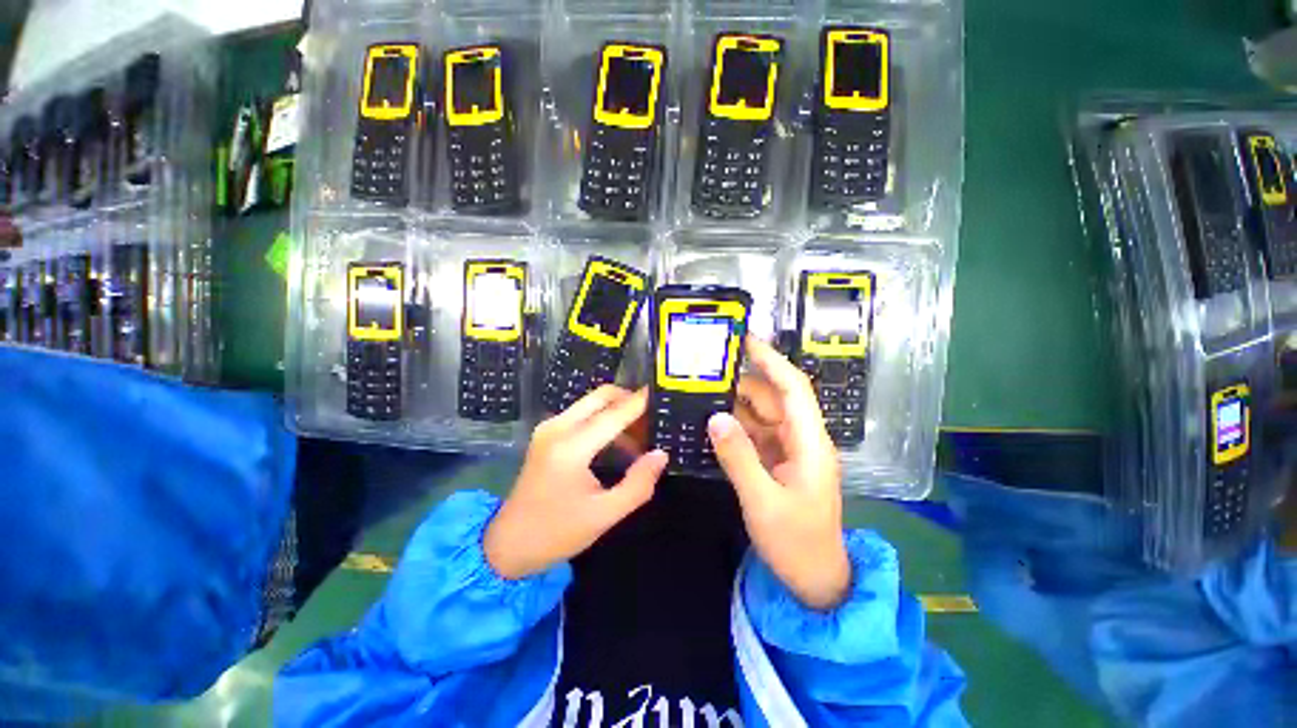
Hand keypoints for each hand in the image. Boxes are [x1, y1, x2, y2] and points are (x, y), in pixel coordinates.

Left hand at [485, 385, 667, 579]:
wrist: (507, 544)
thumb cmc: (557, 533)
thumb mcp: (604, 515)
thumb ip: (638, 484)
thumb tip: (660, 454)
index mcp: (571, 448)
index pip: (614, 415)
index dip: (640, 403)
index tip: (661, 392)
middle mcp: (558, 428)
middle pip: (601, 396)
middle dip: (629, 400)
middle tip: (651, 419)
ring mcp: (549, 427)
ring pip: (592, 403)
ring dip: (617, 412)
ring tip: (639, 438)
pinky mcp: (546, 433)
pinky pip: (582, 414)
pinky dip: (603, 420)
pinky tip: (617, 443)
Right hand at [708, 337, 850, 610]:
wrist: (814, 580)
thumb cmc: (796, 543)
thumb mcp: (763, 502)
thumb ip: (739, 457)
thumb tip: (715, 417)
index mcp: (809, 442)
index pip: (793, 388)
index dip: (771, 360)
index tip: (746, 340)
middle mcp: (801, 439)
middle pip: (773, 398)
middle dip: (744, 381)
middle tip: (708, 370)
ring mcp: (789, 451)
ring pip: (762, 415)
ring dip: (736, 403)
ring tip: (704, 391)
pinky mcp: (777, 462)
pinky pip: (755, 434)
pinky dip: (735, 426)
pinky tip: (713, 421)